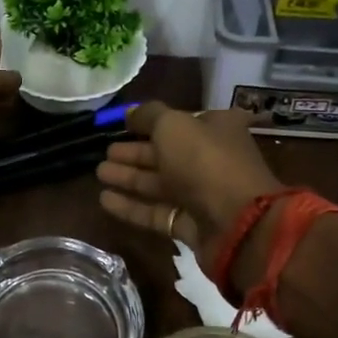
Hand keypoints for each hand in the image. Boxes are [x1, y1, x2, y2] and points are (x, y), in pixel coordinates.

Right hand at [95, 103, 282, 276]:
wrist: (239, 224)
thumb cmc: (206, 162)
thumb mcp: (173, 125)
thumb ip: (148, 115)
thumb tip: (129, 112)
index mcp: (216, 128)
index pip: (179, 121)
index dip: (150, 122)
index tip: (122, 124)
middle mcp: (211, 159)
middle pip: (166, 153)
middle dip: (134, 152)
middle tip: (104, 151)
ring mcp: (202, 195)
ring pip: (159, 183)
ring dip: (129, 177)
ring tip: (98, 173)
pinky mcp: (192, 226)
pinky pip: (157, 212)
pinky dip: (132, 206)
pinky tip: (104, 200)